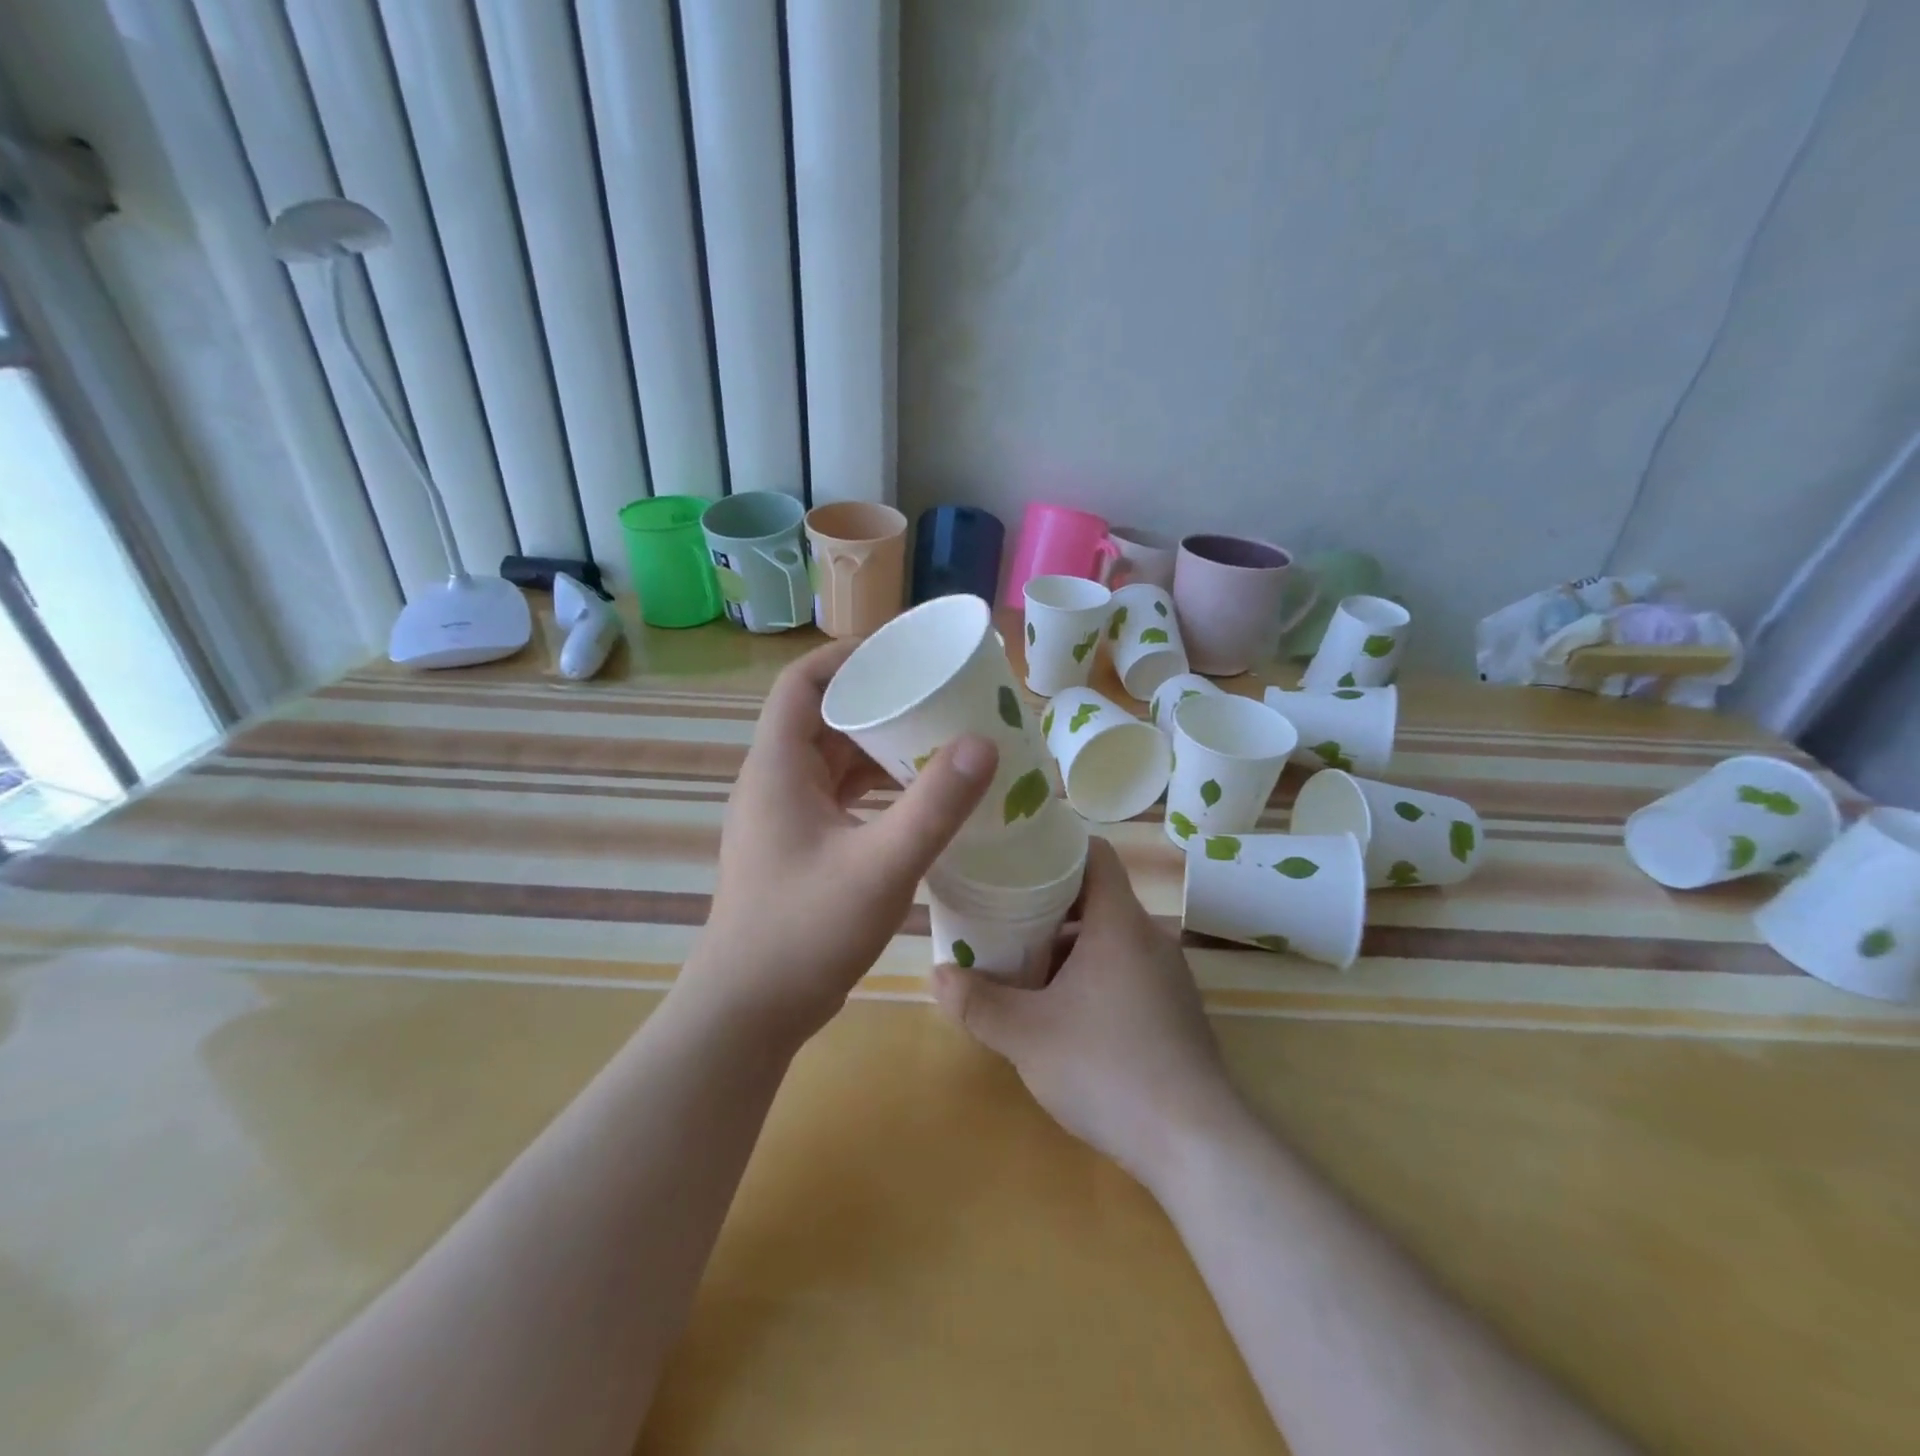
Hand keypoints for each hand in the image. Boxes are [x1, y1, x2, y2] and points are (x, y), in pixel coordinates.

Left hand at [687, 638, 996, 1049]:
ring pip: (834, 762)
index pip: (803, 683)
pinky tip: (917, 802)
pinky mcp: (798, 849)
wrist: (748, 1013)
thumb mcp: (881, 865)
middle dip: (879, 703)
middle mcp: (775, 783)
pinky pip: (839, 799)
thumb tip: (984, 742)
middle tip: (938, 698)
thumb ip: (934, 805)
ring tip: (939, 743)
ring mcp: (784, 818)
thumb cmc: (805, 931)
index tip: (902, 653)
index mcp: (778, 767)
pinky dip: (875, 790)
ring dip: (880, 750)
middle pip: (824, 718)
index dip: (847, 657)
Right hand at [931, 838, 1240, 1189]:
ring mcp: (1169, 976)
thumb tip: (937, 975)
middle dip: (1048, 906)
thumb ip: (976, 1003)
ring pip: (1110, 939)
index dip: (1056, 849)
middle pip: (1096, 898)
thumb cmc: (1106, 1068)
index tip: (1017, 860)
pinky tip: (1064, 1014)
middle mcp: (1150, 937)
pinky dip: (1092, 975)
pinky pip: (1126, 971)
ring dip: (1068, 947)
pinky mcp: (1175, 1011)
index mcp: (1119, 923)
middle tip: (1003, 919)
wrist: (1195, 1143)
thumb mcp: (1026, 1036)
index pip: (1094, 854)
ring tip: (1023, 969)